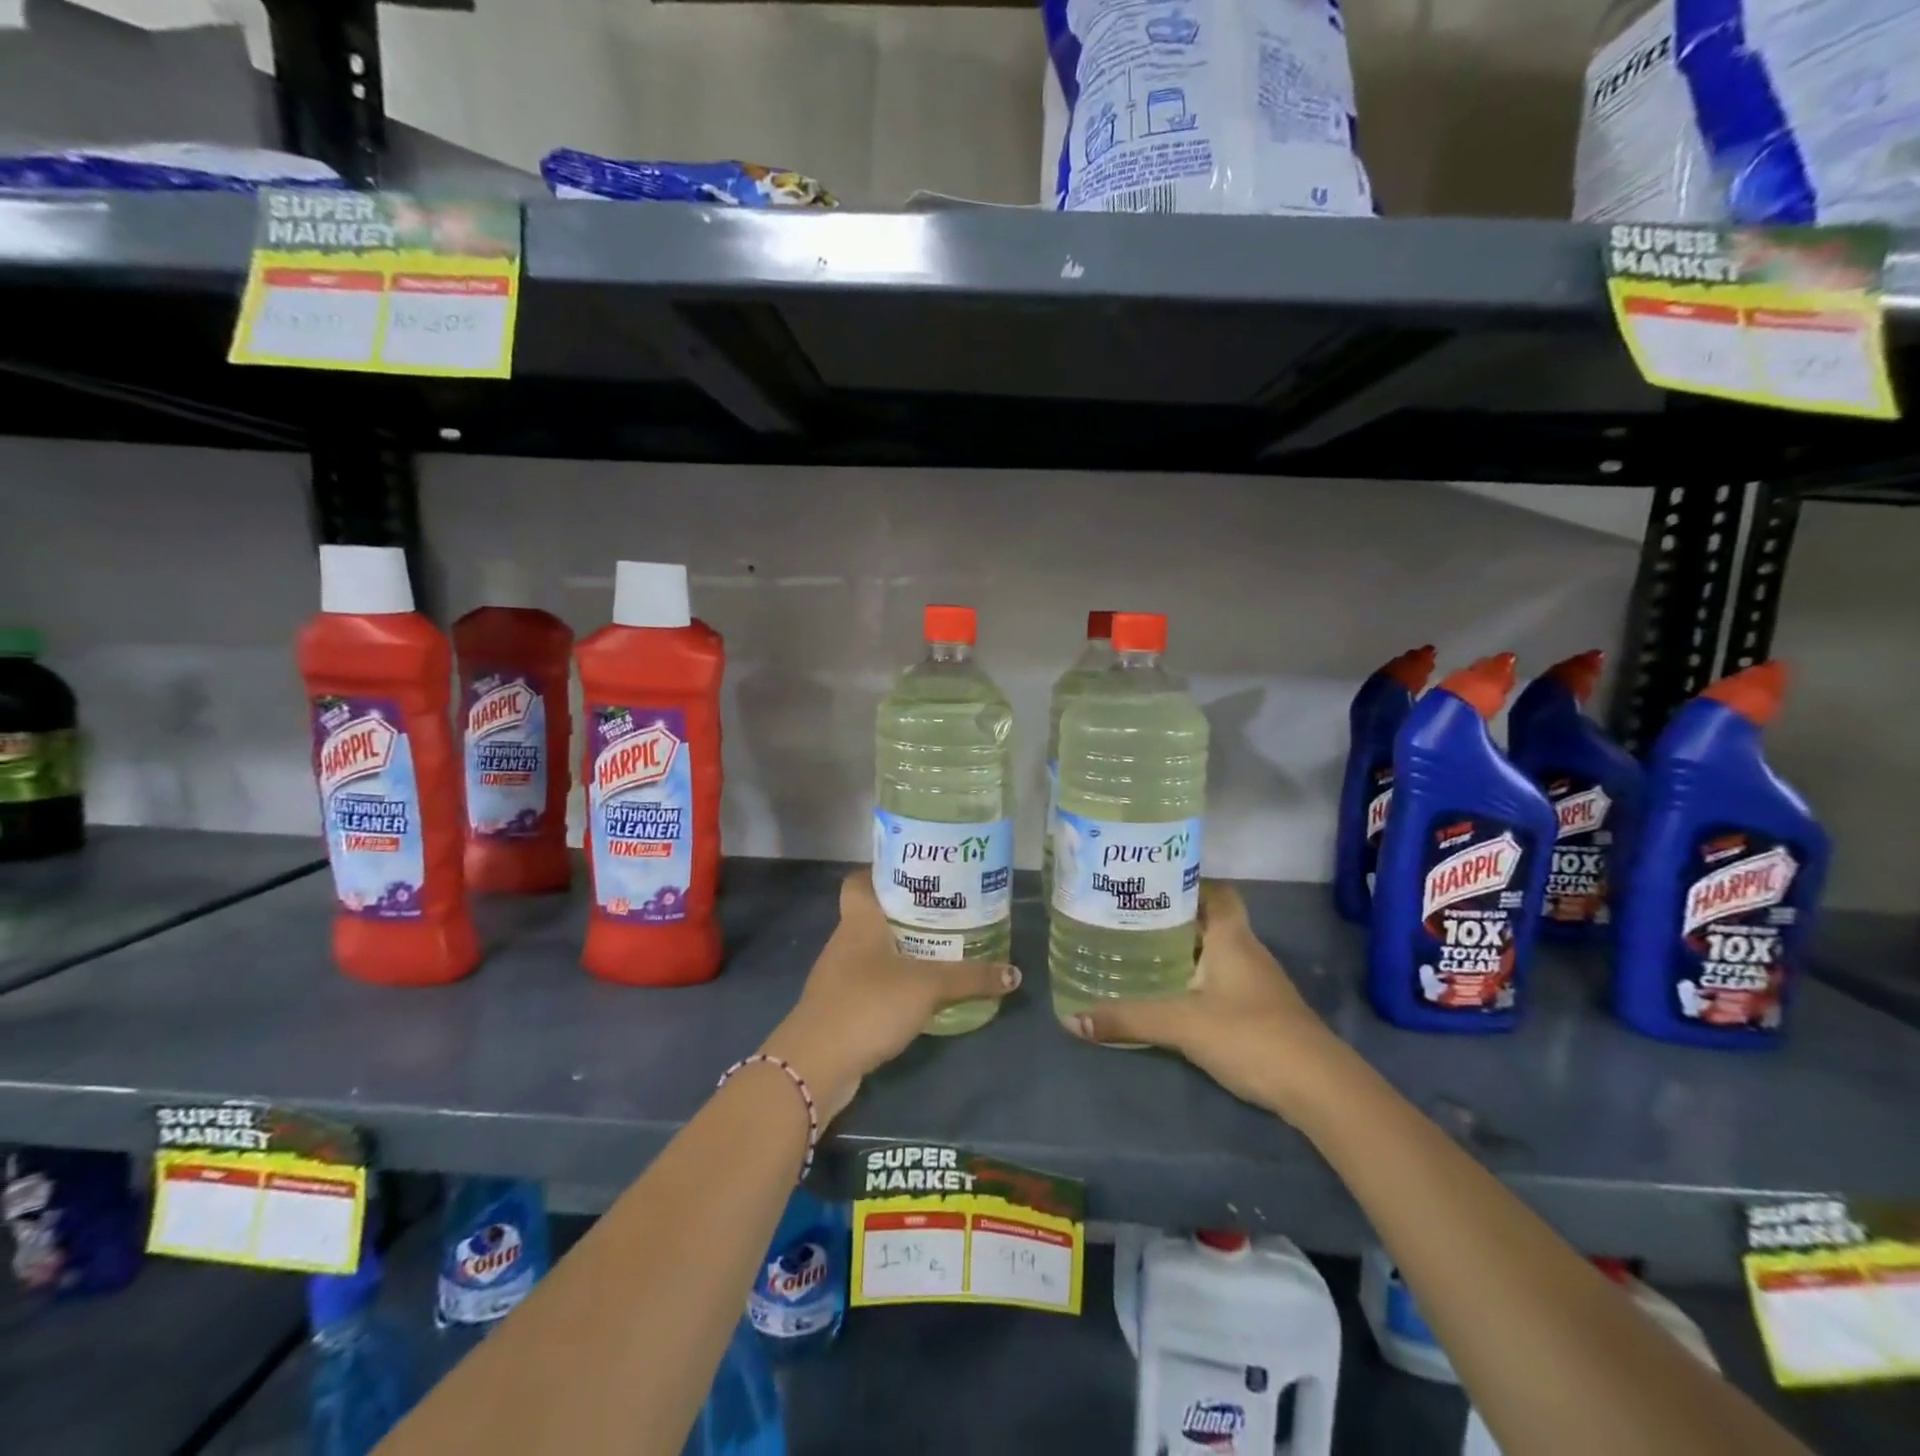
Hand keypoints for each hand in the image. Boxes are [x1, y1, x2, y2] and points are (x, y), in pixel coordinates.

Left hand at [760, 872, 1018, 1120]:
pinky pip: (871, 983)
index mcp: (859, 921)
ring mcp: (839, 977)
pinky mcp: (841, 1008)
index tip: (916, 874)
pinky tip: (920, 993)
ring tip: (941, 949)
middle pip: (873, 914)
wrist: (816, 1065)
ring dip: (901, 950)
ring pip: (873, 951)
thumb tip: (1014, 973)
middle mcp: (845, 942)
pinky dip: (894, 983)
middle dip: (906, 913)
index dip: (882, 872)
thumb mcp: (927, 986)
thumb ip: (970, 978)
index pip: (859, 881)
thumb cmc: (868, 1004)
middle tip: (946, 911)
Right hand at [1060, 882, 1338, 1122]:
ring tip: (1141, 953)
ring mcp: (1259, 983)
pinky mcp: (1262, 1012)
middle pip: (1210, 921)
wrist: (1319, 1088)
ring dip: (1185, 951)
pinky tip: (1173, 996)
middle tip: (1130, 920)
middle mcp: (1247, 951)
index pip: (1216, 892)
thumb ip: (1129, 1019)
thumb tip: (1072, 1018)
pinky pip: (1223, 981)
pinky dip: (1197, 981)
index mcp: (1232, 937)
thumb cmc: (1250, 1035)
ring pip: (1216, 953)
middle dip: (1173, 919)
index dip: (1187, 883)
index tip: (1149, 886)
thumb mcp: (1182, 1025)